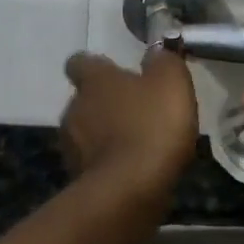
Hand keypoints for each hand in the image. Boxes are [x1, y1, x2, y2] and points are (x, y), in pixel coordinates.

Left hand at [60, 48, 198, 199]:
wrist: (129, 191)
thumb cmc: (152, 126)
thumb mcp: (171, 82)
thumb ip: (164, 61)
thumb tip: (155, 52)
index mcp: (94, 81)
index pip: (80, 62)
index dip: (96, 66)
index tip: (114, 71)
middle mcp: (74, 108)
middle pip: (85, 99)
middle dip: (106, 103)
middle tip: (136, 110)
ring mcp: (72, 147)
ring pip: (87, 132)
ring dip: (106, 135)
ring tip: (138, 143)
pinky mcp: (78, 179)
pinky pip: (95, 163)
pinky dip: (110, 163)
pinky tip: (134, 170)